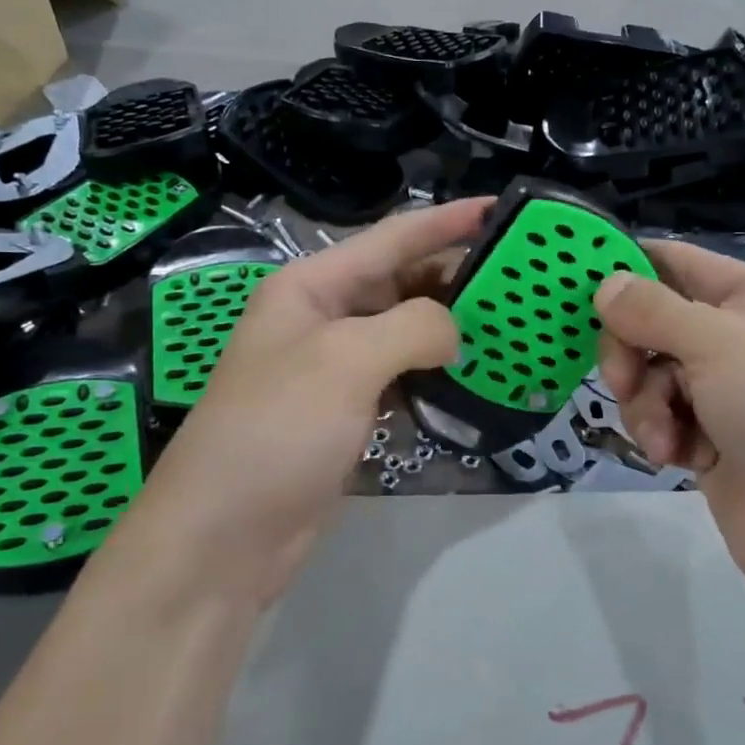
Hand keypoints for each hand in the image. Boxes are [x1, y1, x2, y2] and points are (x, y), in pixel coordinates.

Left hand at [118, 198, 490, 608]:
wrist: (225, 535)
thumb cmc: (278, 429)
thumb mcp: (346, 360)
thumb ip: (413, 326)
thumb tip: (452, 333)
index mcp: (312, 286)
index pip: (392, 239)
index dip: (446, 221)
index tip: (501, 209)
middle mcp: (322, 317)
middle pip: (401, 282)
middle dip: (456, 277)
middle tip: (519, 282)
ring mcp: (334, 368)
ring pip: (404, 331)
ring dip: (450, 327)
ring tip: (508, 324)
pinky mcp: (347, 412)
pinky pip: (401, 376)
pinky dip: (435, 372)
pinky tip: (473, 375)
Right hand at [594, 242, 744, 611]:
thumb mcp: (719, 343)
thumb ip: (652, 310)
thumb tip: (605, 284)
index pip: (680, 263)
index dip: (630, 270)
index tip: (579, 289)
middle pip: (658, 324)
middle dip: (632, 352)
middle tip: (620, 380)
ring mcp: (733, 392)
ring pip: (655, 376)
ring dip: (646, 404)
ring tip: (664, 438)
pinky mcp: (717, 440)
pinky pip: (666, 418)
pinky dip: (662, 434)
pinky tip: (674, 457)